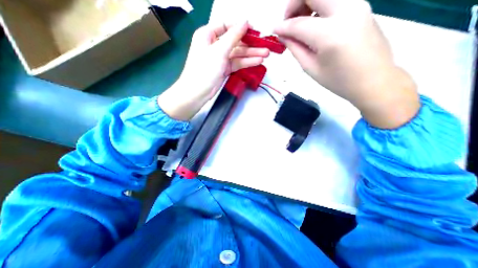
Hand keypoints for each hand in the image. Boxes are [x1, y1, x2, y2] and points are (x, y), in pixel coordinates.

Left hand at [157, 21, 267, 120]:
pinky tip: (257, 62)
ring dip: (251, 54)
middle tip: (265, 46)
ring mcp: (220, 58)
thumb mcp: (219, 51)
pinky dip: (246, 63)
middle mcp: (215, 45)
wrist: (198, 92)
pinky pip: (237, 63)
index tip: (255, 30)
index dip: (241, 27)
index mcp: (208, 35)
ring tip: (265, 55)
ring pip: (238, 53)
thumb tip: (245, 22)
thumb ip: (233, 36)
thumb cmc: (205, 69)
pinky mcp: (225, 69)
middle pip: (235, 41)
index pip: (227, 26)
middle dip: (250, 44)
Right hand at [277, 0, 418, 129]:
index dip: (283, 26)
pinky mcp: (362, 6)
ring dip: (308, 3)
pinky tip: (315, 24)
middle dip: (294, 3)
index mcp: (330, 34)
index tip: (274, 31)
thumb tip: (283, 35)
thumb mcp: (311, 68)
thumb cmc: (338, 80)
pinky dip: (320, 6)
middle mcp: (346, 11)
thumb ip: (295, 48)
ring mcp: (358, 5)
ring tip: (301, 24)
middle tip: (288, 22)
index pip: (299, 23)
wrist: (373, 80)